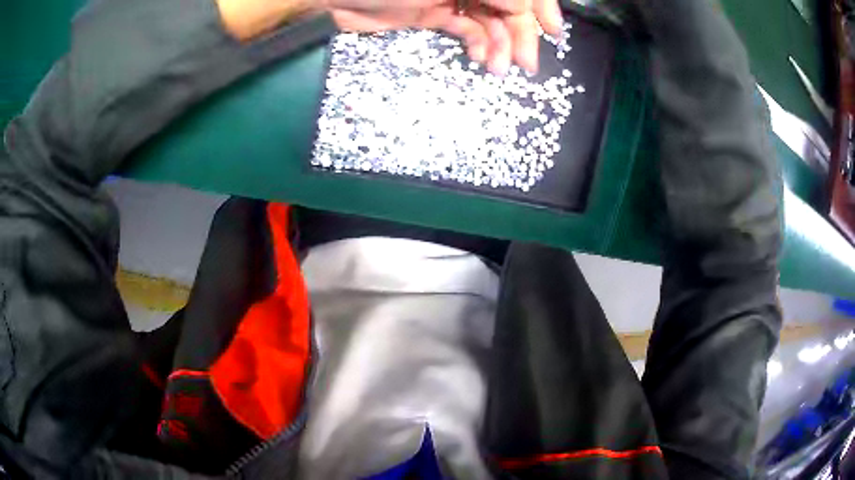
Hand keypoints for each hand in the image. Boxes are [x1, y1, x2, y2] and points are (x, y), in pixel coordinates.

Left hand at [327, 0, 562, 73]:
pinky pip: (467, 29)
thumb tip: (525, 11)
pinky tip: (480, 59)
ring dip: (499, 45)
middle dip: (520, 33)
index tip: (554, 32)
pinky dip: (477, 44)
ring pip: (490, 20)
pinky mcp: (436, 14)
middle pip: (508, 5)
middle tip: (528, 65)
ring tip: (499, 69)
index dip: (540, 6)